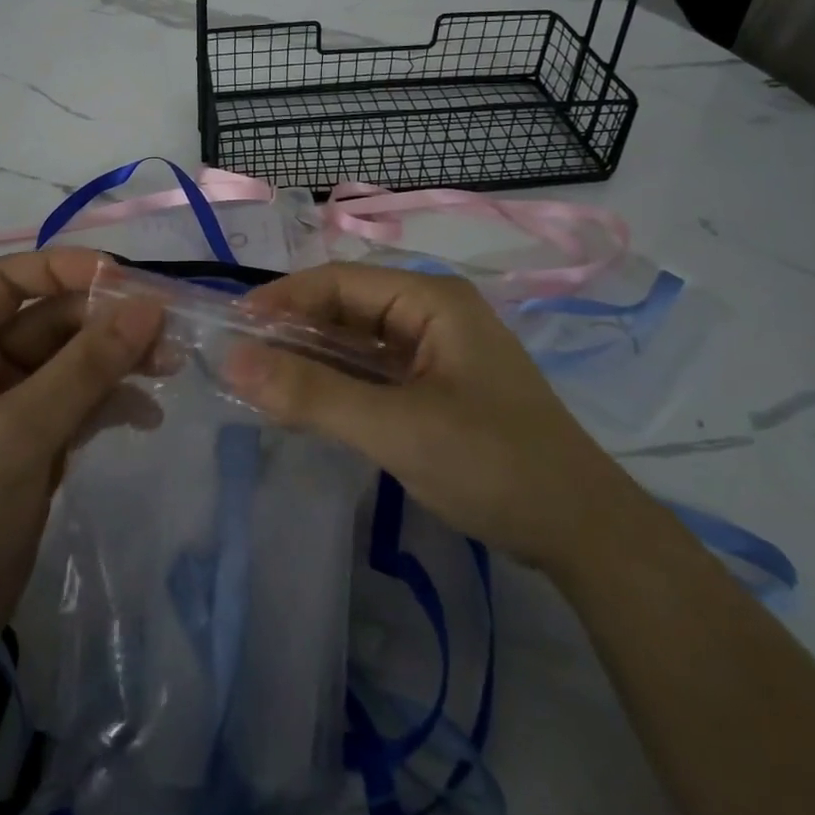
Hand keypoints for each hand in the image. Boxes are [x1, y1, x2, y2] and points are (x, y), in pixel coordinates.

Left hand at [0, 248, 162, 679]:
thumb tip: (149, 306)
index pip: (11, 280)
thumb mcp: (17, 433)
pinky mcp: (34, 445)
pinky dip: (113, 404)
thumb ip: (85, 368)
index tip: (125, 278)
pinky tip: (148, 416)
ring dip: (119, 362)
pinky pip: (80, 405)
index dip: (66, 268)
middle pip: (53, 321)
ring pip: (74, 363)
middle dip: (108, 325)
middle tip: (168, 335)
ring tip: (170, 367)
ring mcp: (10, 407)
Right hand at [227, 263, 638, 572]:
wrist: (583, 532)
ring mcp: (436, 352)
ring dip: (311, 360)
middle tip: (238, 361)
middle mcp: (432, 314)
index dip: (282, 299)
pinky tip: (305, 403)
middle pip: (346, 309)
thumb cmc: (493, 464)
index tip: (232, 327)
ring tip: (259, 382)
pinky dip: (337, 385)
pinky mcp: (435, 387)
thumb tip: (231, 361)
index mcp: (430, 300)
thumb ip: (313, 394)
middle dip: (293, 332)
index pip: (338, 281)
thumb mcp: (396, 428)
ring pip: (356, 343)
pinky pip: (373, 373)